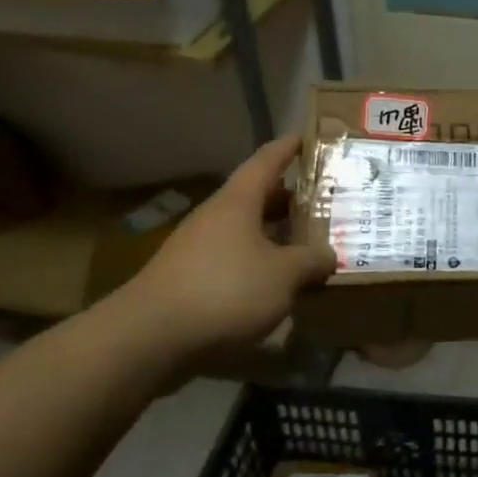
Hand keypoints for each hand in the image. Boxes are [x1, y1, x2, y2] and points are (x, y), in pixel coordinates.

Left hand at [117, 136, 336, 362]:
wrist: (148, 339)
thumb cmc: (225, 291)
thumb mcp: (284, 276)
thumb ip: (311, 261)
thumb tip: (329, 254)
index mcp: (238, 202)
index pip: (267, 161)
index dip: (289, 148)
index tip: (309, 137)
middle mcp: (216, 217)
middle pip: (258, 198)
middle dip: (291, 199)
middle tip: (326, 203)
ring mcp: (198, 248)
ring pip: (246, 231)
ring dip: (276, 235)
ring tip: (309, 246)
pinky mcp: (189, 279)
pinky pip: (234, 259)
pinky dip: (259, 263)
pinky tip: (278, 284)